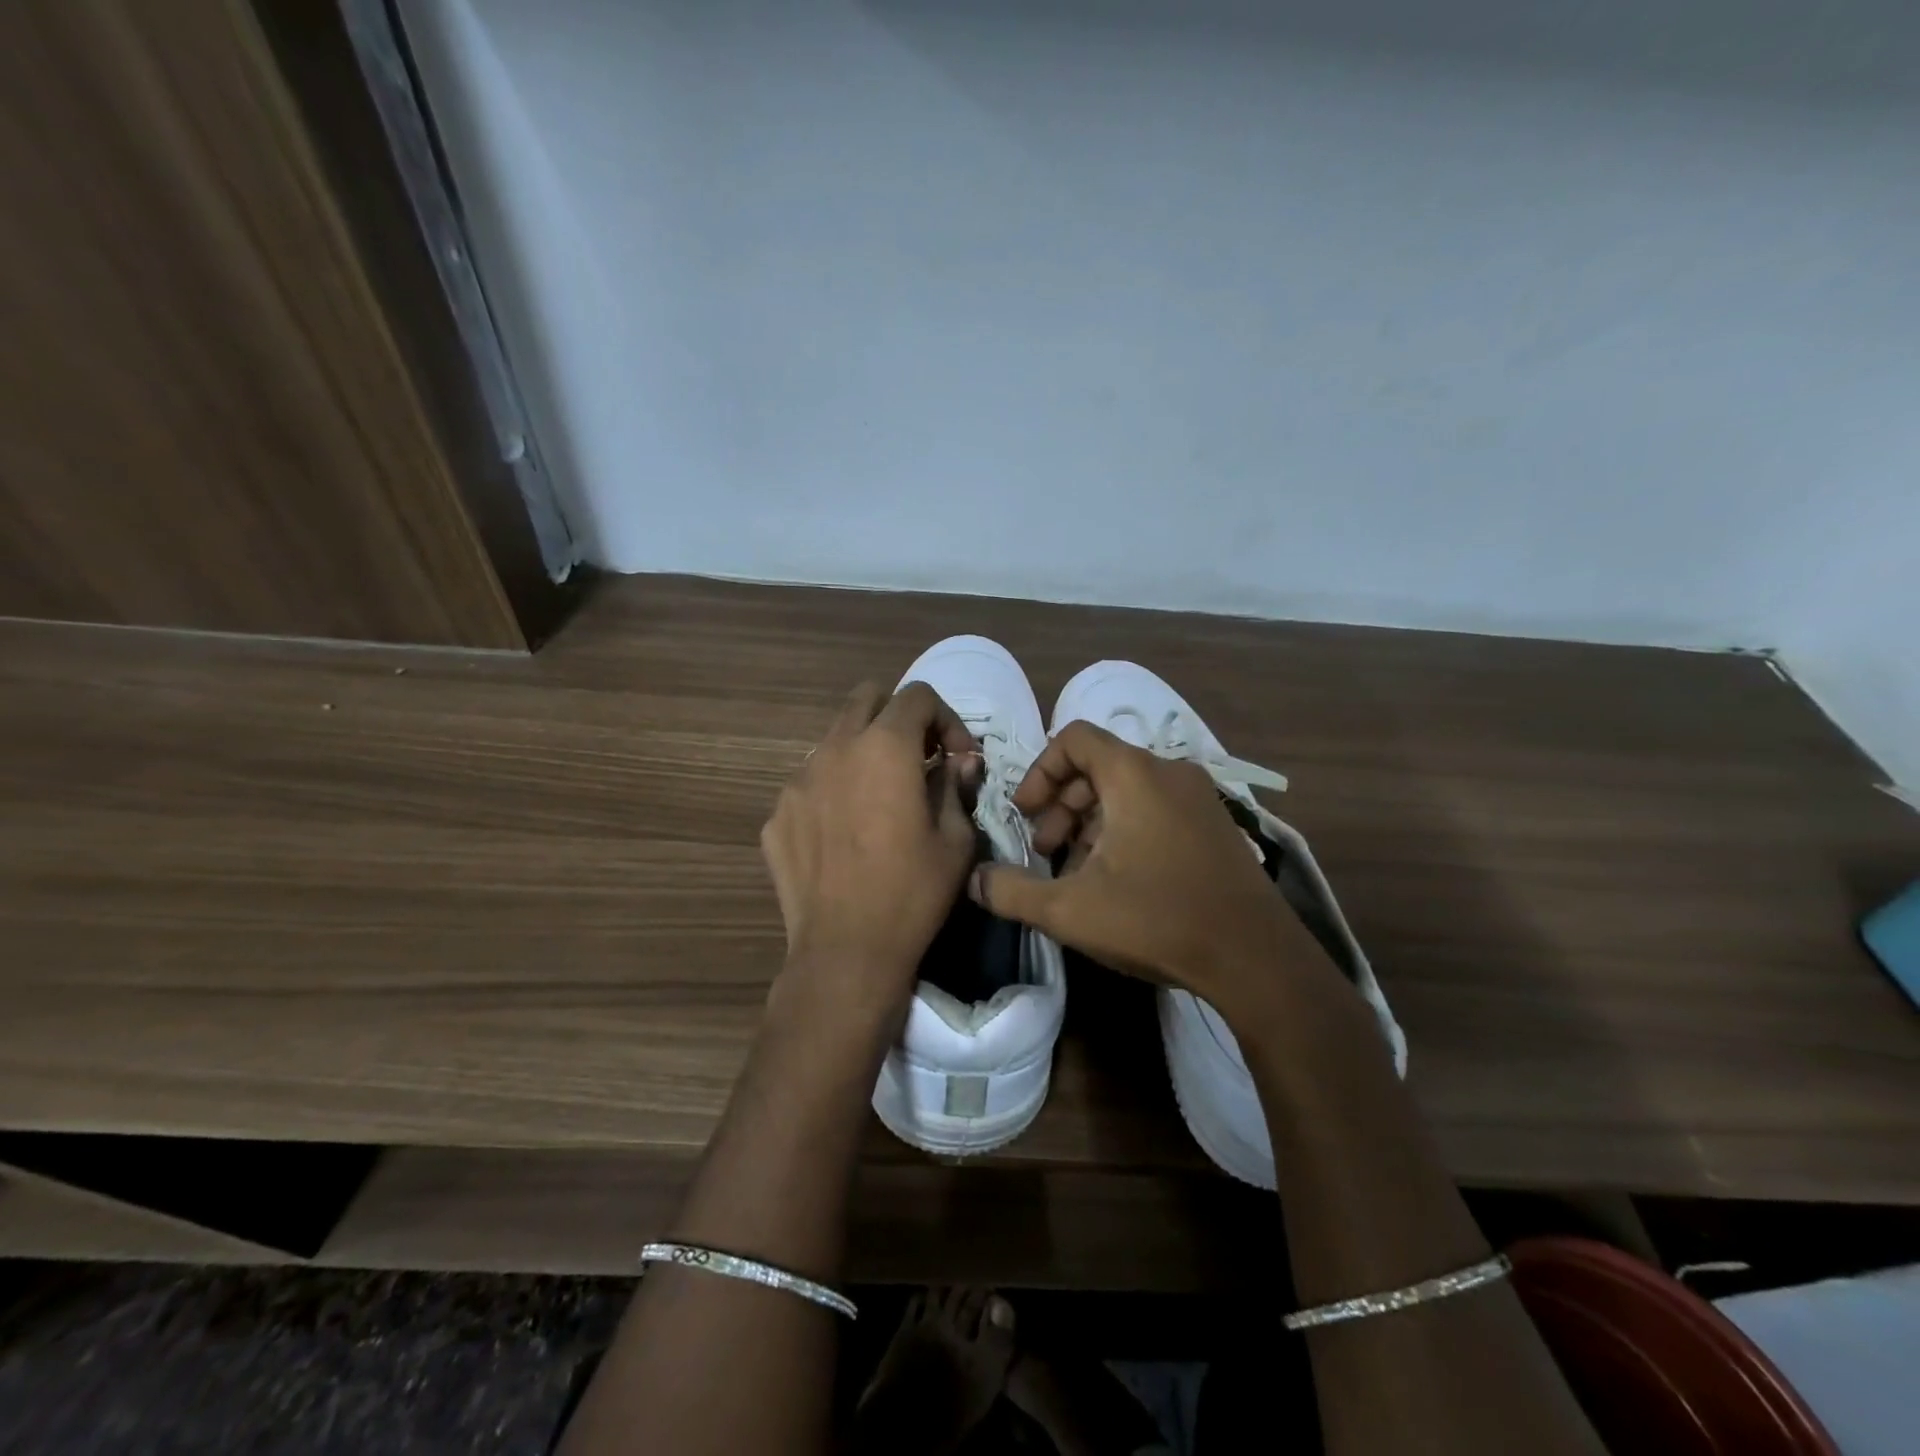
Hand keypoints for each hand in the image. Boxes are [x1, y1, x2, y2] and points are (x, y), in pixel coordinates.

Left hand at [762, 681, 980, 1020]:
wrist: (845, 952)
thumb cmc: (912, 893)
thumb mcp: (955, 840)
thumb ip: (956, 786)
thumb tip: (960, 761)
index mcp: (885, 748)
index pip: (918, 696)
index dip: (947, 719)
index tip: (958, 758)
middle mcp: (835, 749)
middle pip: (867, 699)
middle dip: (899, 717)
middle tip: (919, 759)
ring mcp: (797, 781)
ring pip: (834, 739)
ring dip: (863, 752)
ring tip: (879, 797)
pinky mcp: (777, 814)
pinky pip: (810, 783)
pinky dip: (834, 790)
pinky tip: (845, 833)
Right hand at [968, 721, 1339, 1015]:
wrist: (1256, 959)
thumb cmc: (1157, 919)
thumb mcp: (1070, 910)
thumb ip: (1012, 891)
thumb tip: (974, 880)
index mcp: (1134, 774)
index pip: (1074, 739)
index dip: (1040, 771)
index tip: (1025, 813)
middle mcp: (1169, 772)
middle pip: (1099, 766)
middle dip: (1062, 804)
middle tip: (1045, 849)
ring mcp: (1199, 798)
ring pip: (1127, 790)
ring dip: (1091, 821)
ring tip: (1077, 870)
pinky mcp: (1216, 825)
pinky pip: (1156, 808)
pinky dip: (1125, 829)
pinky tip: (1118, 879)